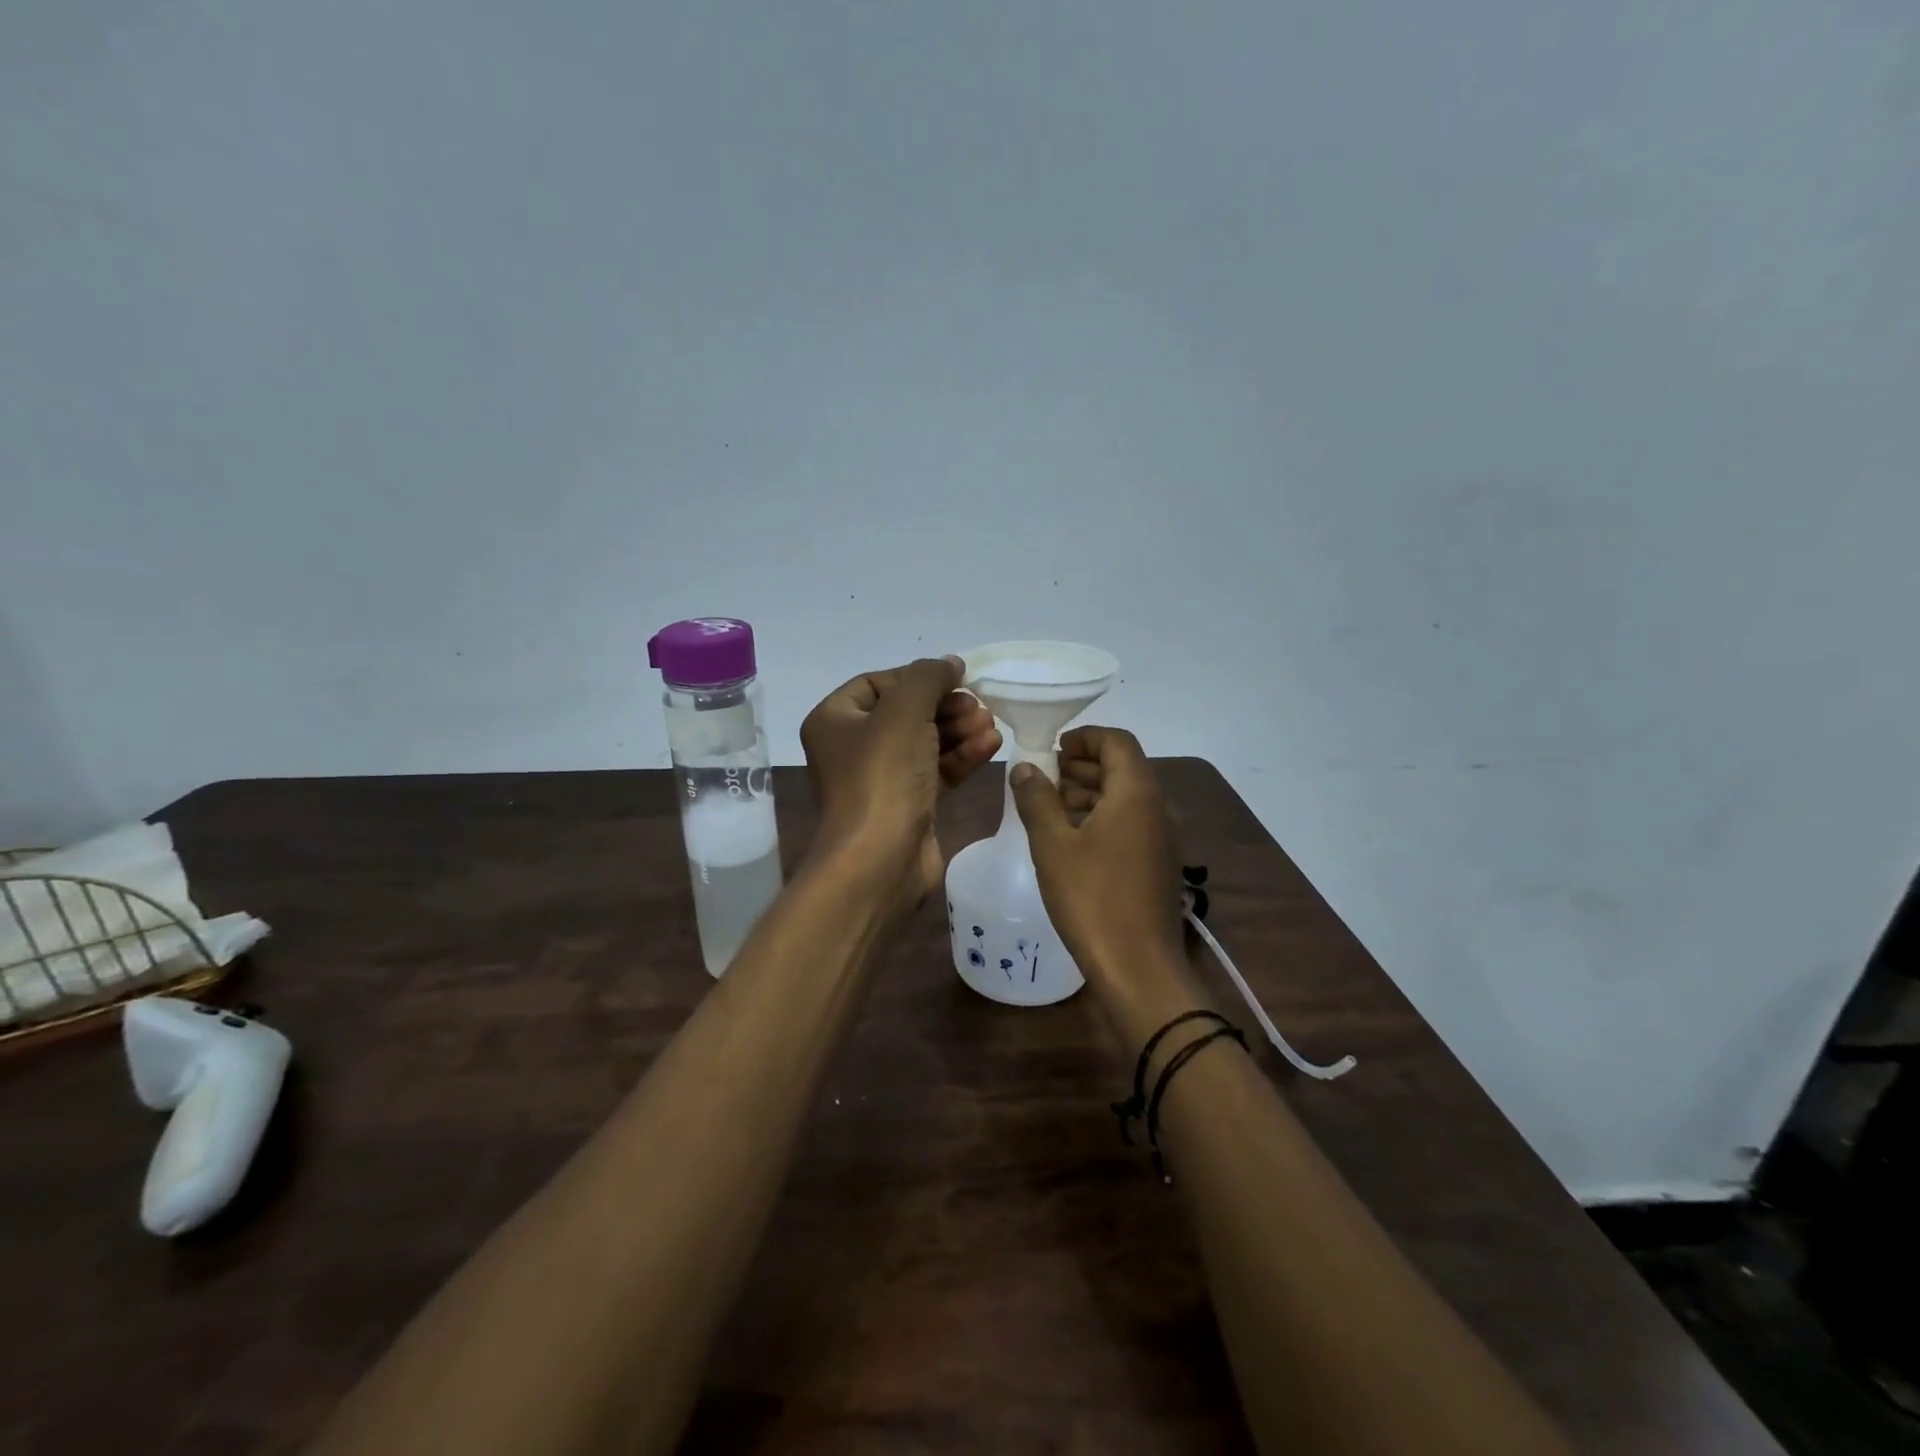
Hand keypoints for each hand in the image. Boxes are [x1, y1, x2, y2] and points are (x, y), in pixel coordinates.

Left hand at [800, 656, 1001, 902]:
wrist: (880, 861)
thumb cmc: (882, 776)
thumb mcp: (904, 711)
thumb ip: (928, 677)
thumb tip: (950, 663)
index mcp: (835, 721)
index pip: (877, 683)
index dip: (916, 677)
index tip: (954, 679)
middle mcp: (853, 748)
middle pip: (906, 713)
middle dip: (945, 707)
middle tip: (978, 705)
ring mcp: (881, 779)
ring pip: (925, 743)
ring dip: (959, 730)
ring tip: (990, 724)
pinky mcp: (908, 805)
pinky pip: (936, 771)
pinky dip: (962, 757)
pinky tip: (991, 746)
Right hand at [1010, 727, 1184, 980]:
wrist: (1139, 967)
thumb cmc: (1092, 898)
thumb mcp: (1053, 845)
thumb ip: (1037, 799)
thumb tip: (1025, 767)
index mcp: (1136, 793)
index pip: (1116, 741)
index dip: (1084, 737)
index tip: (1052, 749)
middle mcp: (1158, 807)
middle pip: (1122, 767)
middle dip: (1082, 765)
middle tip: (1044, 777)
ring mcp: (1163, 838)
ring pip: (1126, 797)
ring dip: (1090, 792)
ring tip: (1051, 806)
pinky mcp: (1159, 863)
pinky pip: (1131, 823)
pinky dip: (1103, 817)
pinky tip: (1072, 839)